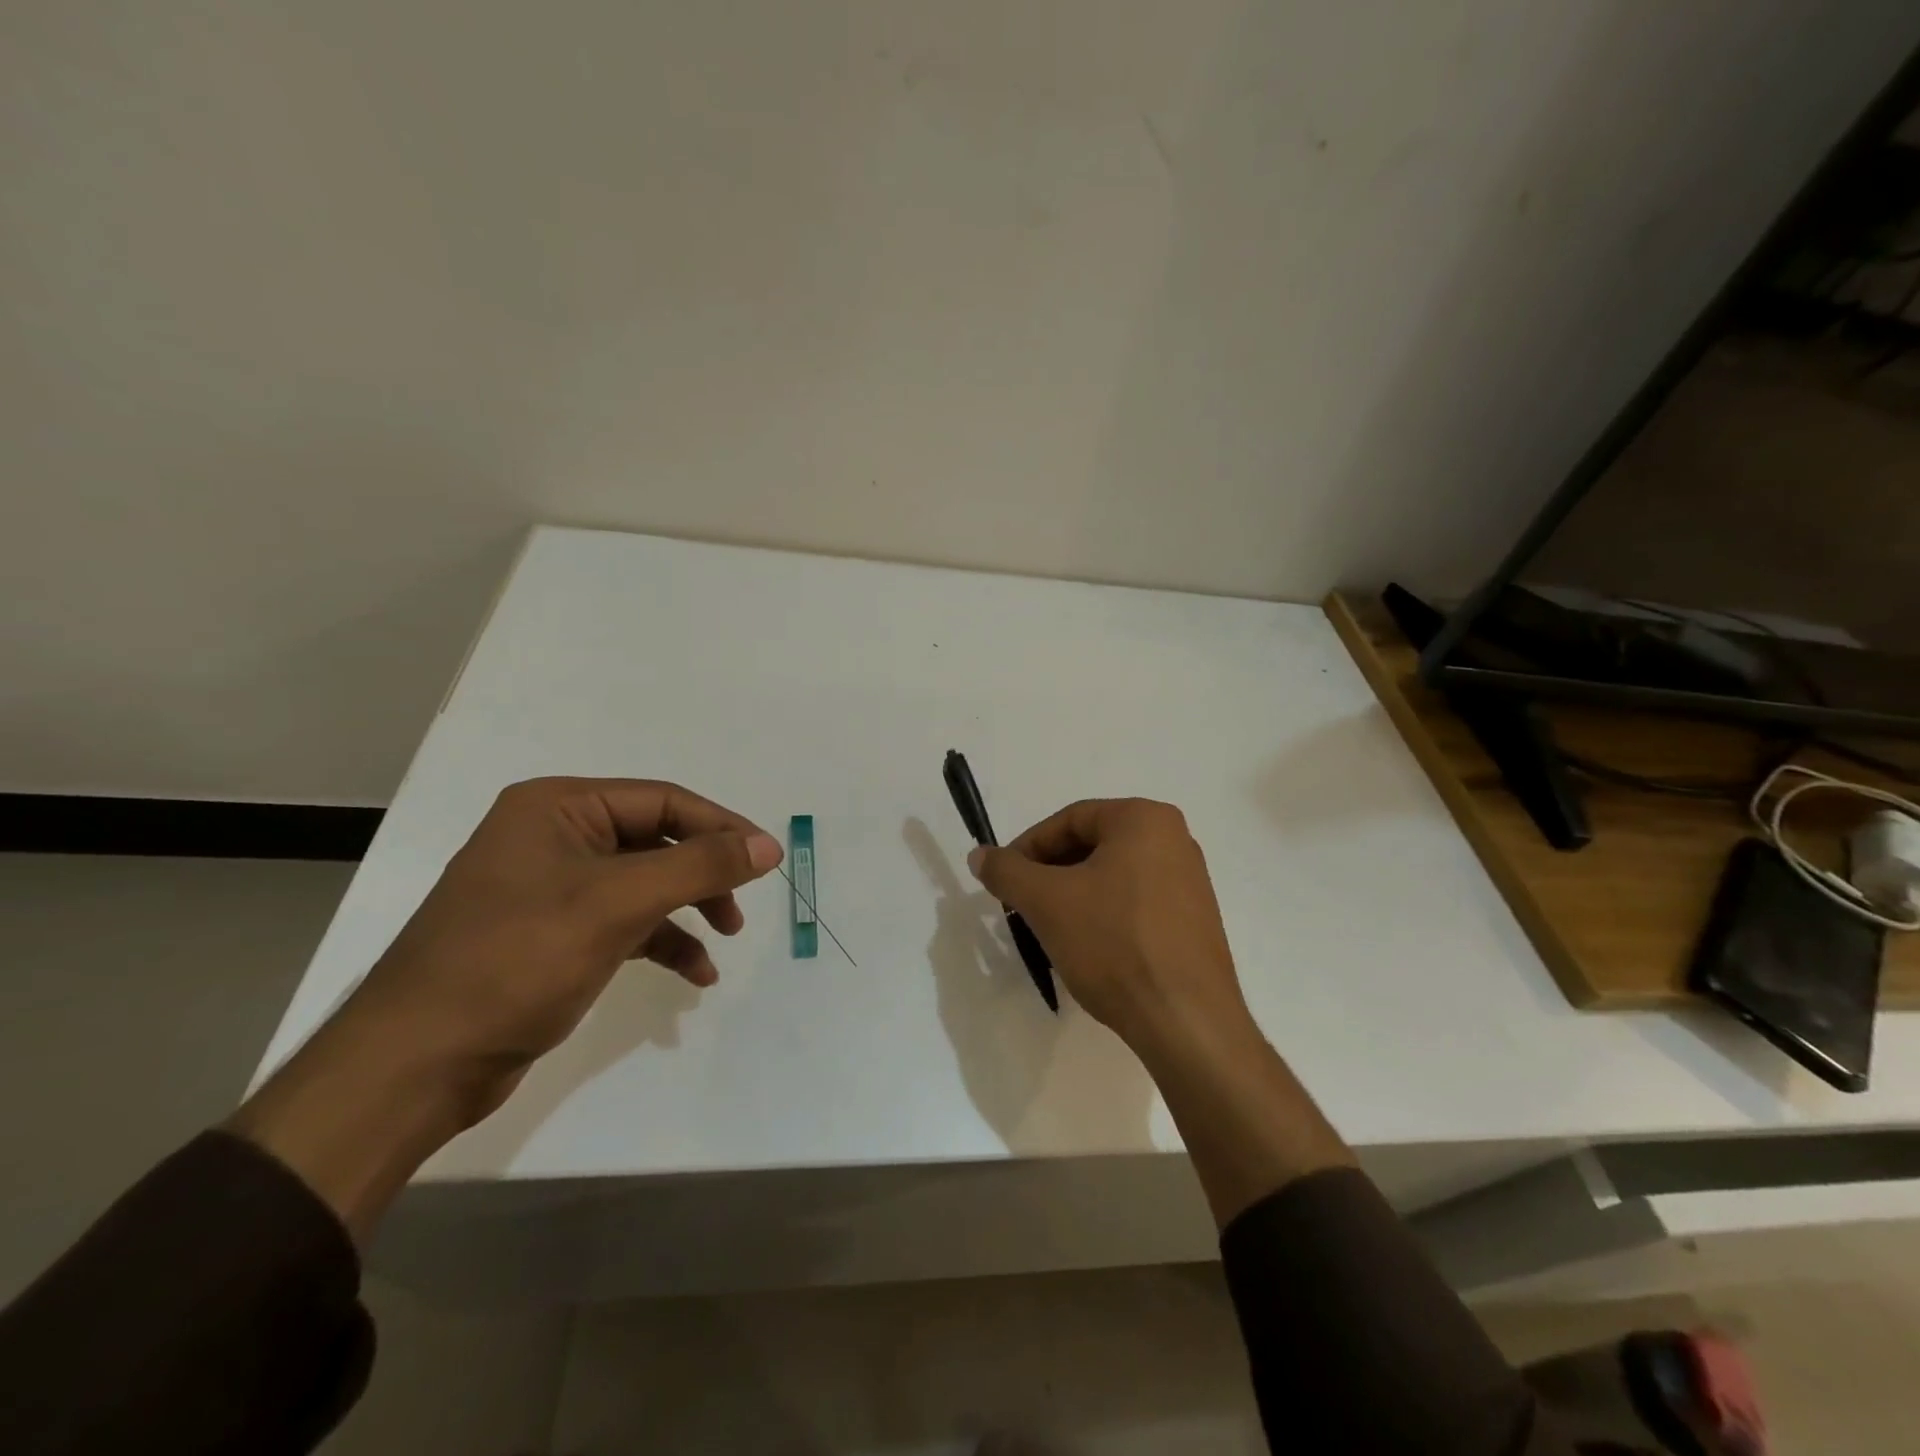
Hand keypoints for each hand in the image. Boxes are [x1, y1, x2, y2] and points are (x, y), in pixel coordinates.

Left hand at [230, 777, 780, 1238]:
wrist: (416, 1065)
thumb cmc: (517, 960)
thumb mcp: (618, 903)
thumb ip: (699, 866)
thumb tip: (767, 845)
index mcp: (558, 807)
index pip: (662, 800)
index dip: (720, 826)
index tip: (767, 859)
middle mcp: (553, 836)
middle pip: (656, 840)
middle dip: (703, 874)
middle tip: (741, 906)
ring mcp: (551, 887)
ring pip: (644, 883)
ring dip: (688, 909)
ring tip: (725, 940)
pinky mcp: (553, 934)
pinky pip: (624, 922)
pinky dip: (662, 942)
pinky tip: (693, 974)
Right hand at [971, 797, 1353, 1225]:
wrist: (1186, 1021)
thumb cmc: (1114, 944)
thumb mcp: (1046, 902)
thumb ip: (1006, 871)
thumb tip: (979, 855)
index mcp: (1144, 819)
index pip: (1069, 820)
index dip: (1027, 848)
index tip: (1004, 881)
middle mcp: (1174, 839)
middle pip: (1092, 845)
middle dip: (1050, 874)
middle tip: (1022, 906)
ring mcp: (1190, 881)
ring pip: (1112, 876)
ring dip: (1074, 896)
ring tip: (1050, 930)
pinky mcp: (1195, 919)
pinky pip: (1136, 902)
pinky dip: (1104, 915)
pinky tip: (1088, 948)